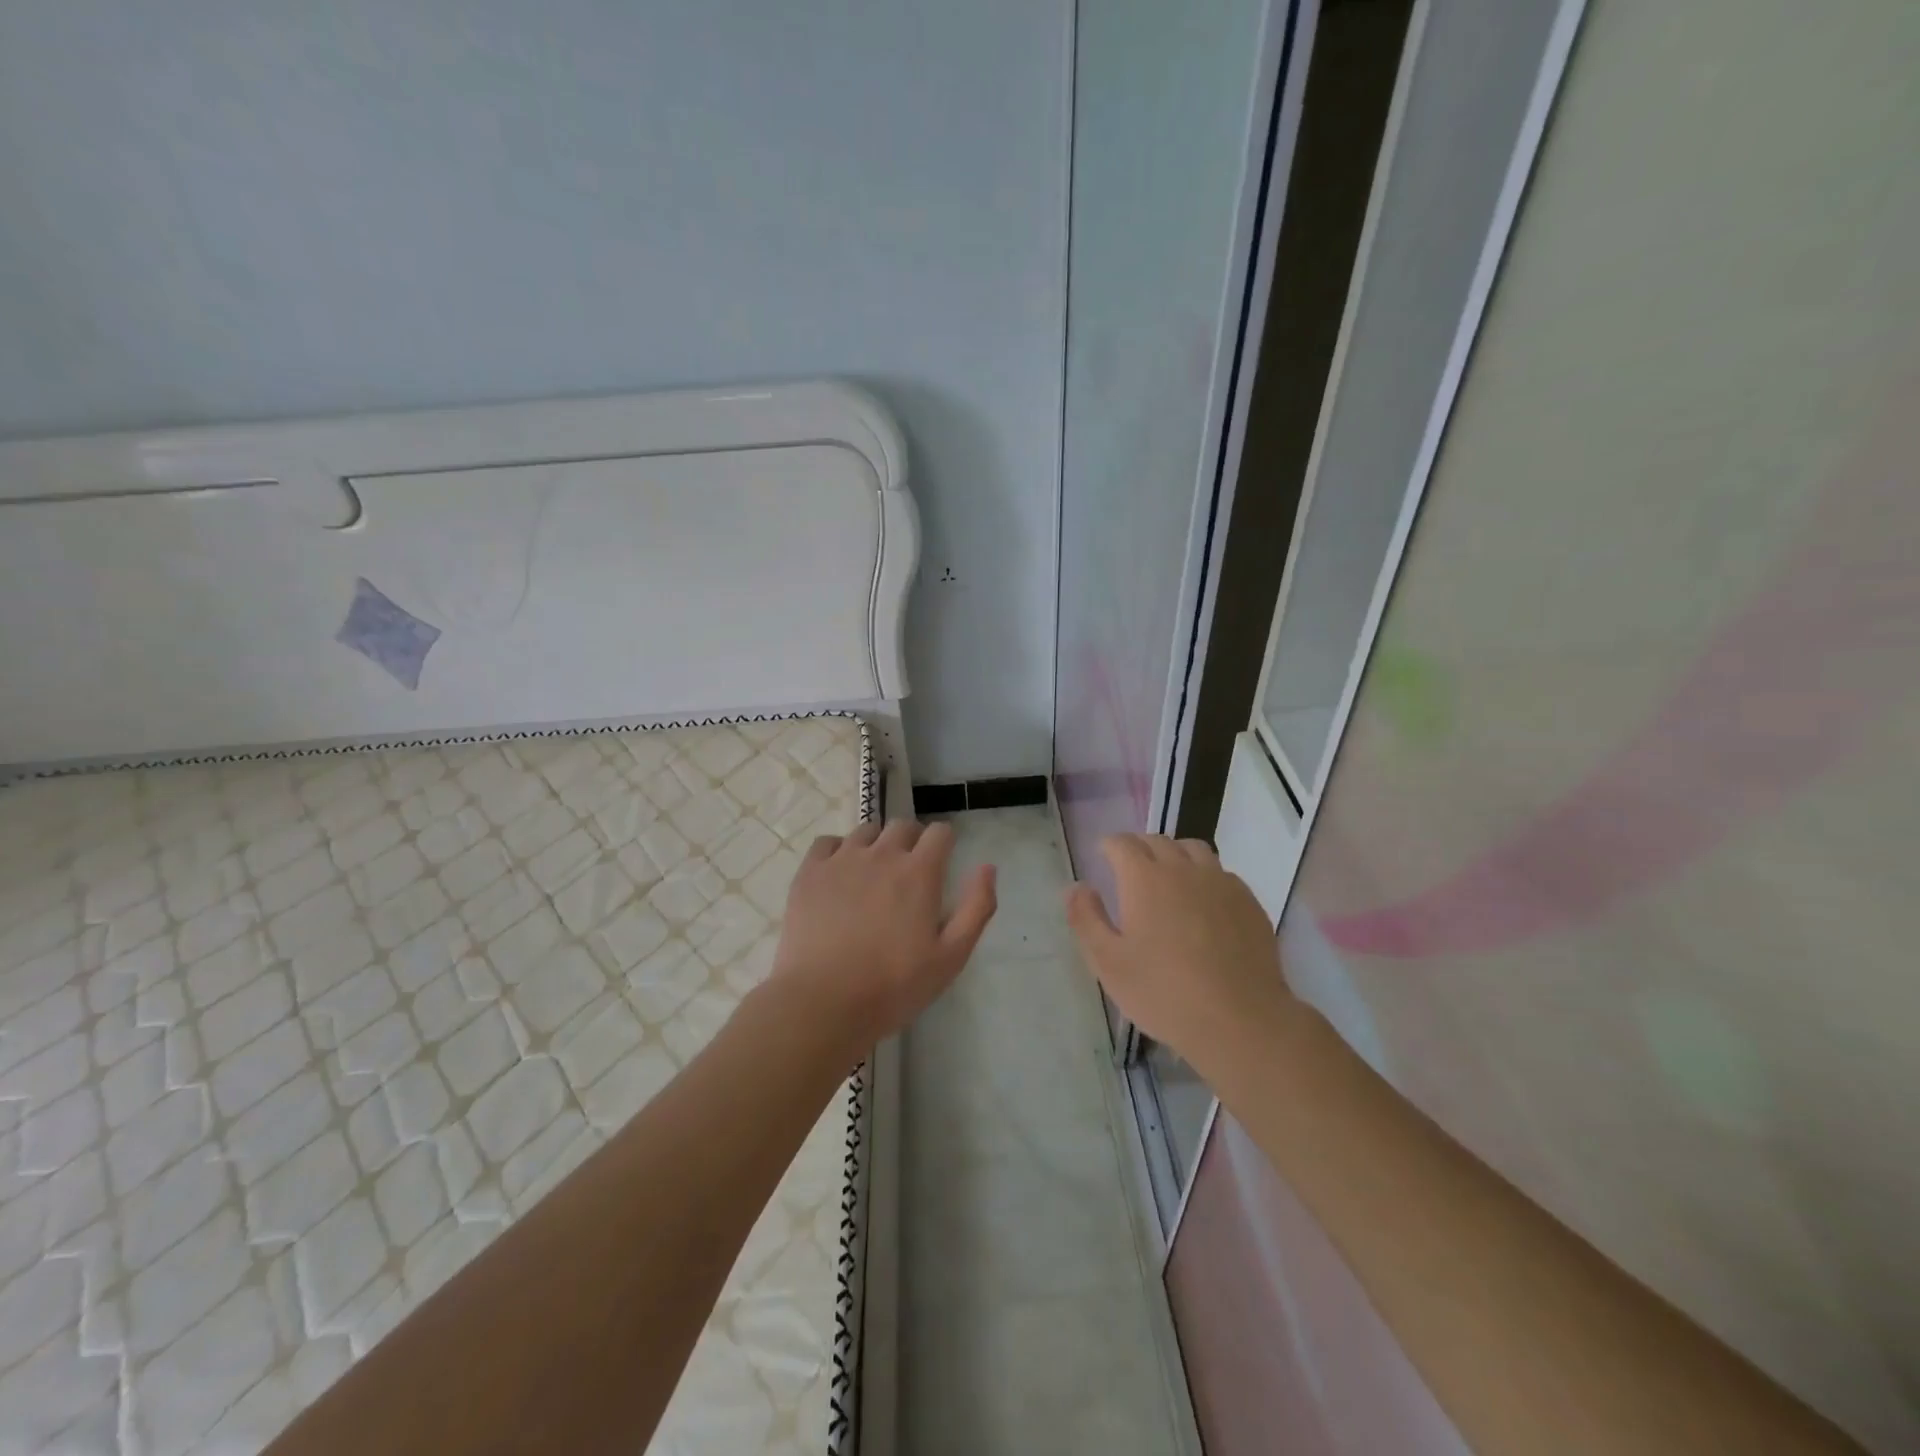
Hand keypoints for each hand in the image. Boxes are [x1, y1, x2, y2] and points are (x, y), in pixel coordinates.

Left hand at [774, 820, 995, 1049]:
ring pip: (866, 831)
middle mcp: (882, 854)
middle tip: (909, 872)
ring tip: (873, 874)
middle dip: (912, 840)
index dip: (944, 842)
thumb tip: (988, 867)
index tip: (942, 861)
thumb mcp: (951, 956)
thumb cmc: (894, 985)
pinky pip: (827, 843)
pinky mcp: (810, 873)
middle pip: (903, 826)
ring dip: (877, 844)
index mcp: (919, 872)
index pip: (940, 832)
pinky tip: (839, 876)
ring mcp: (842, 860)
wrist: (823, 1002)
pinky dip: (838, 851)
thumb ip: (976, 907)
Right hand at [1065, 834, 1297, 1081]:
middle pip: (1157, 841)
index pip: (1122, 843)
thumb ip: (1086, 918)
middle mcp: (1183, 869)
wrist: (1240, 1020)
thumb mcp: (1108, 962)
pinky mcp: (1248, 902)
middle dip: (1139, 848)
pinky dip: (1204, 876)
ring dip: (1174, 855)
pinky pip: (1221, 873)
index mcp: (1144, 878)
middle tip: (1130, 870)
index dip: (1109, 846)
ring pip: (1193, 850)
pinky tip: (1203, 904)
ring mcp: (1221, 883)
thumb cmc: (1164, 993)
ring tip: (1168, 879)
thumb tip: (1076, 887)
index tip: (1103, 857)